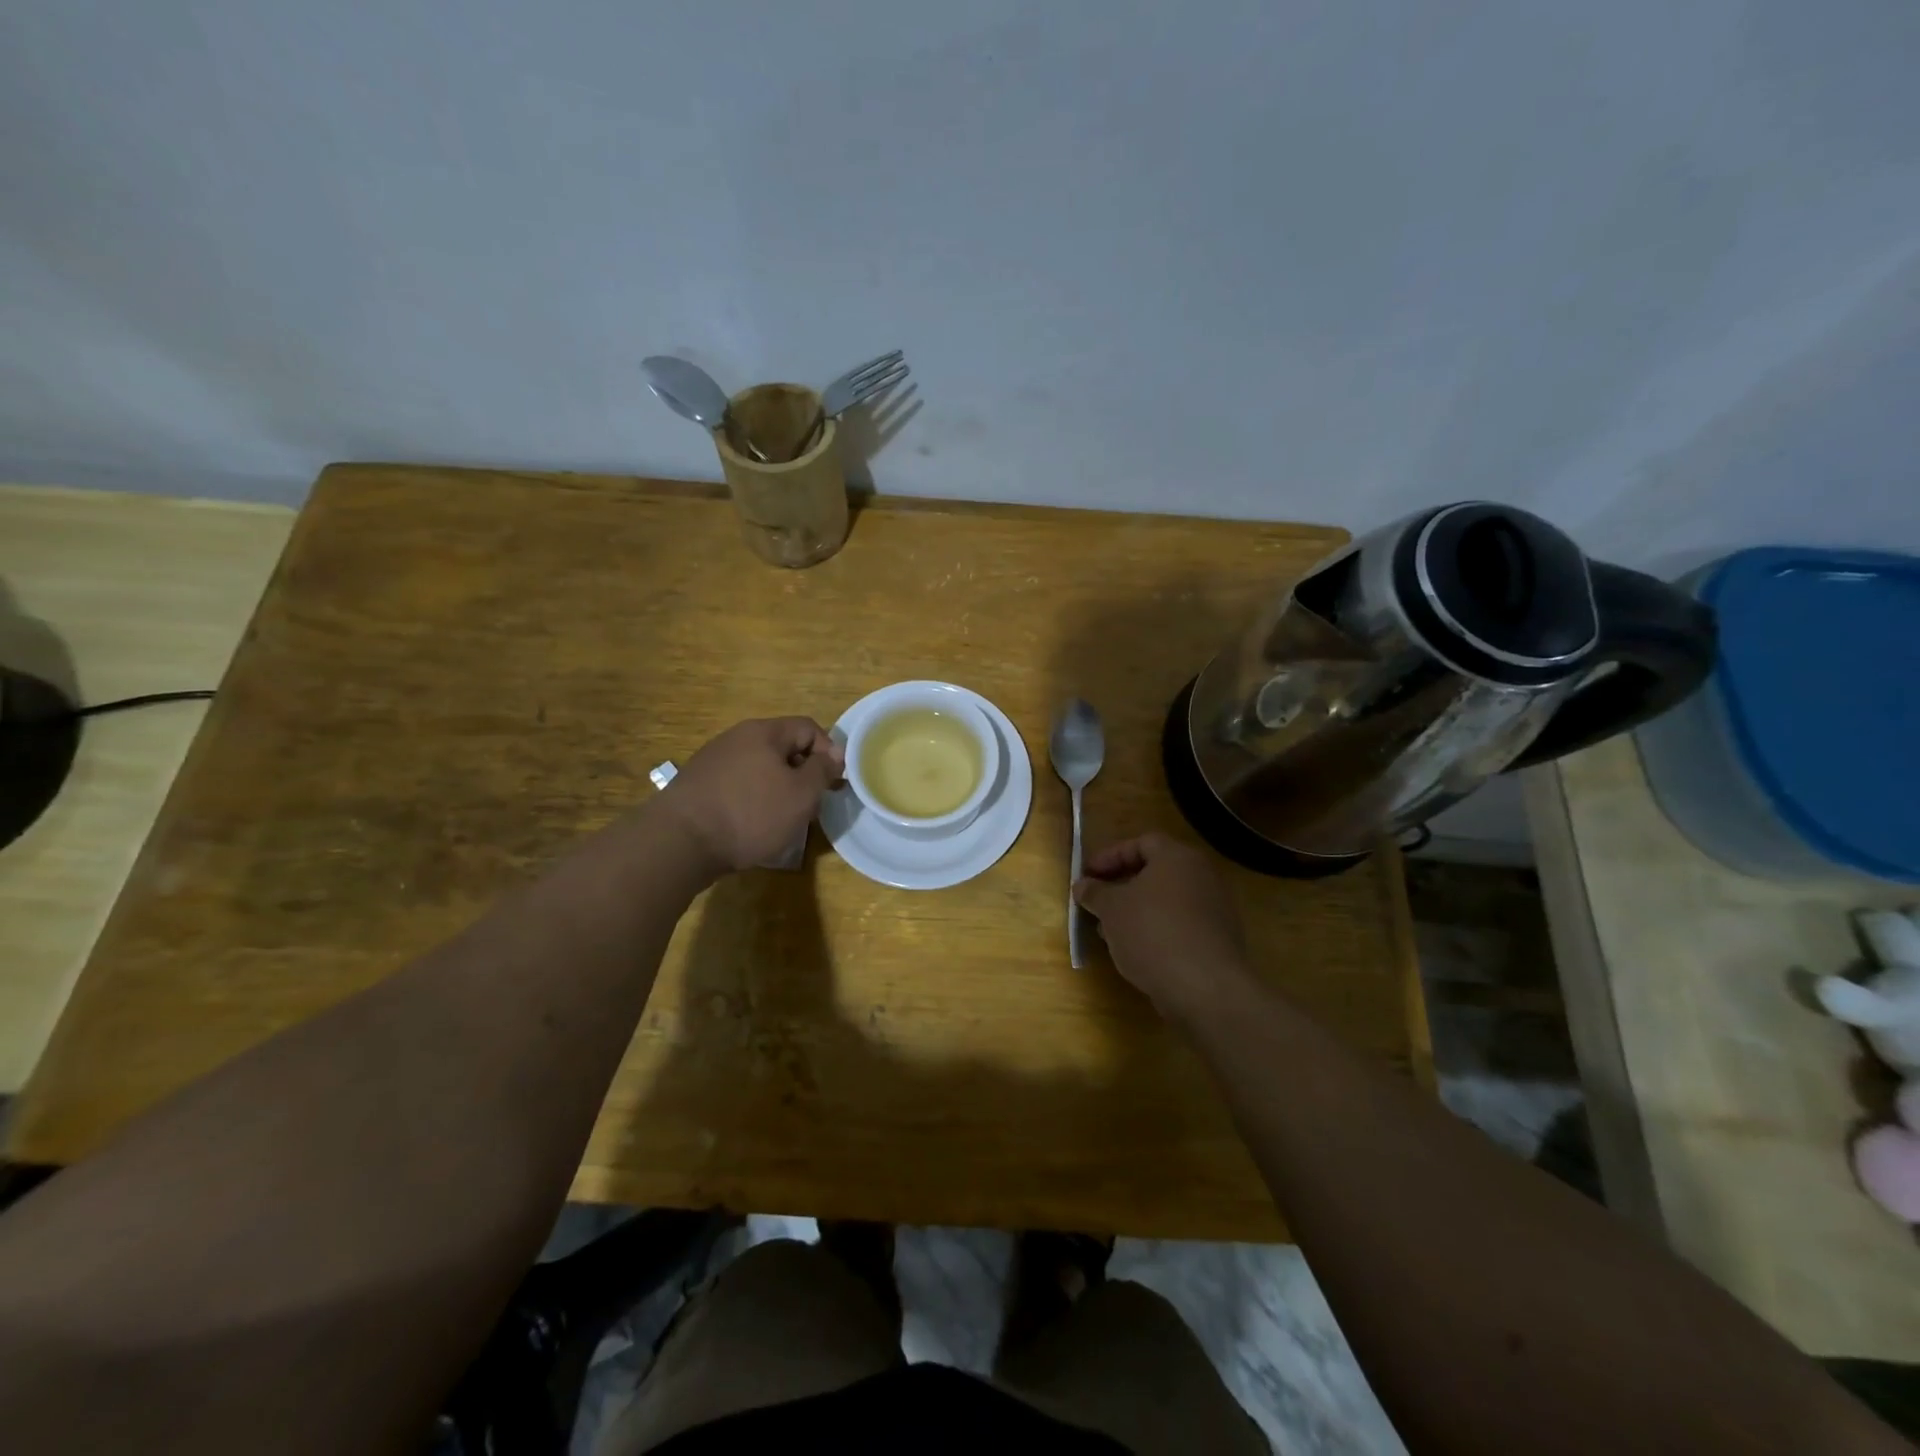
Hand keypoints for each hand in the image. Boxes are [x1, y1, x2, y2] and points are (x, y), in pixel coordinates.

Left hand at [656, 717, 843, 876]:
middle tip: (812, 803)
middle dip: (803, 773)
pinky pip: (738, 784)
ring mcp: (713, 760)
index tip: (835, 782)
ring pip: (760, 767)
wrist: (680, 842)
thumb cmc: (750, 814)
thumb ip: (822, 770)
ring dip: (778, 788)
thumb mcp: (801, 794)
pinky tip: (752, 825)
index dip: (829, 751)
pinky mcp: (698, 785)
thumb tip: (834, 754)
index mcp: (763, 732)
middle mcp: (736, 738)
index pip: (808, 728)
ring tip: (784, 818)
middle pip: (782, 747)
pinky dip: (753, 799)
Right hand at [1074, 832, 1251, 1023]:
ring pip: (1166, 901)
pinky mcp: (1218, 940)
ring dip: (1136, 911)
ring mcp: (1215, 909)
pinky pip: (1180, 924)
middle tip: (1096, 902)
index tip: (1087, 875)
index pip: (1141, 843)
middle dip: (1121, 885)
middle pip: (1155, 871)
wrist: (1205, 987)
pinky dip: (1156, 930)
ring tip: (1109, 931)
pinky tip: (1136, 951)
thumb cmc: (1152, 933)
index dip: (1110, 856)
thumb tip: (1083, 885)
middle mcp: (1202, 876)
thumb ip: (1094, 892)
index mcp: (1177, 857)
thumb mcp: (1112, 909)